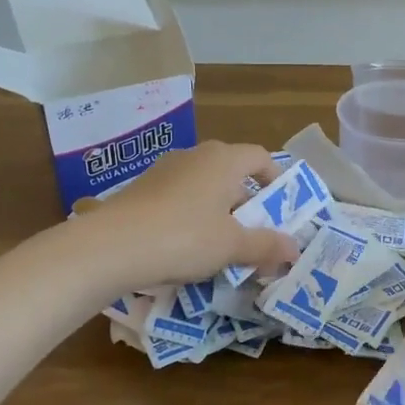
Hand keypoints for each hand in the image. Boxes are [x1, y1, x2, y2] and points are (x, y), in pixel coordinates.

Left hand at [81, 142, 299, 288]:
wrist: (109, 246)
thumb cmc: (184, 237)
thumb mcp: (232, 246)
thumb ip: (266, 245)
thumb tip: (295, 249)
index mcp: (223, 160)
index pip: (259, 156)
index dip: (275, 177)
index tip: (281, 204)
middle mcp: (194, 156)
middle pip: (231, 172)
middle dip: (246, 201)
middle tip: (253, 233)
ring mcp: (163, 170)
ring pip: (202, 186)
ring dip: (216, 209)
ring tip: (219, 243)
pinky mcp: (140, 189)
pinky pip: (177, 197)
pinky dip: (189, 215)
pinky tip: (183, 246)